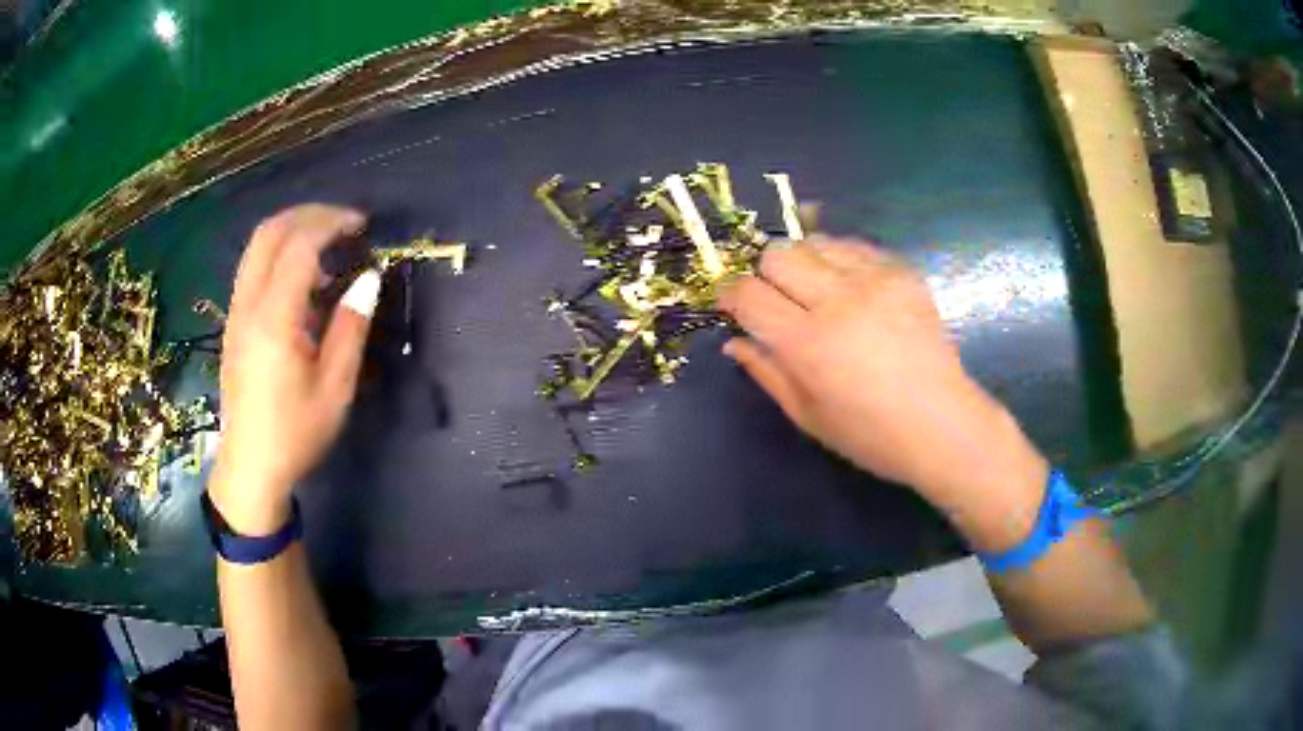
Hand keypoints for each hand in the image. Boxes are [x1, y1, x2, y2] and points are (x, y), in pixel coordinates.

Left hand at [211, 204, 381, 533]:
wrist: (250, 466)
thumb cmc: (295, 432)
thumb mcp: (335, 388)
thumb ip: (351, 327)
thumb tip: (369, 278)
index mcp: (274, 319)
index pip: (299, 245)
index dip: (332, 223)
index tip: (362, 225)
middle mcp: (248, 305)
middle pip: (270, 232)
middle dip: (309, 215)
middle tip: (343, 222)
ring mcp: (236, 312)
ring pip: (256, 247)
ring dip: (292, 231)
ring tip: (327, 246)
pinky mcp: (233, 322)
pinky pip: (252, 268)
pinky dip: (278, 254)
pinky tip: (302, 279)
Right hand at [718, 237, 1046, 551]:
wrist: (943, 426)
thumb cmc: (870, 435)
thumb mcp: (808, 415)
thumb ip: (766, 371)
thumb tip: (734, 340)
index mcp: (809, 344)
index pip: (748, 294)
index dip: (731, 297)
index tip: (734, 307)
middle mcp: (838, 300)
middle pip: (777, 254)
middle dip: (766, 275)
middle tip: (779, 302)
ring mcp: (875, 280)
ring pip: (814, 241)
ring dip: (803, 263)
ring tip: (816, 292)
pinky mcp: (902, 272)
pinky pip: (854, 246)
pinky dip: (839, 260)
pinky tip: (850, 289)